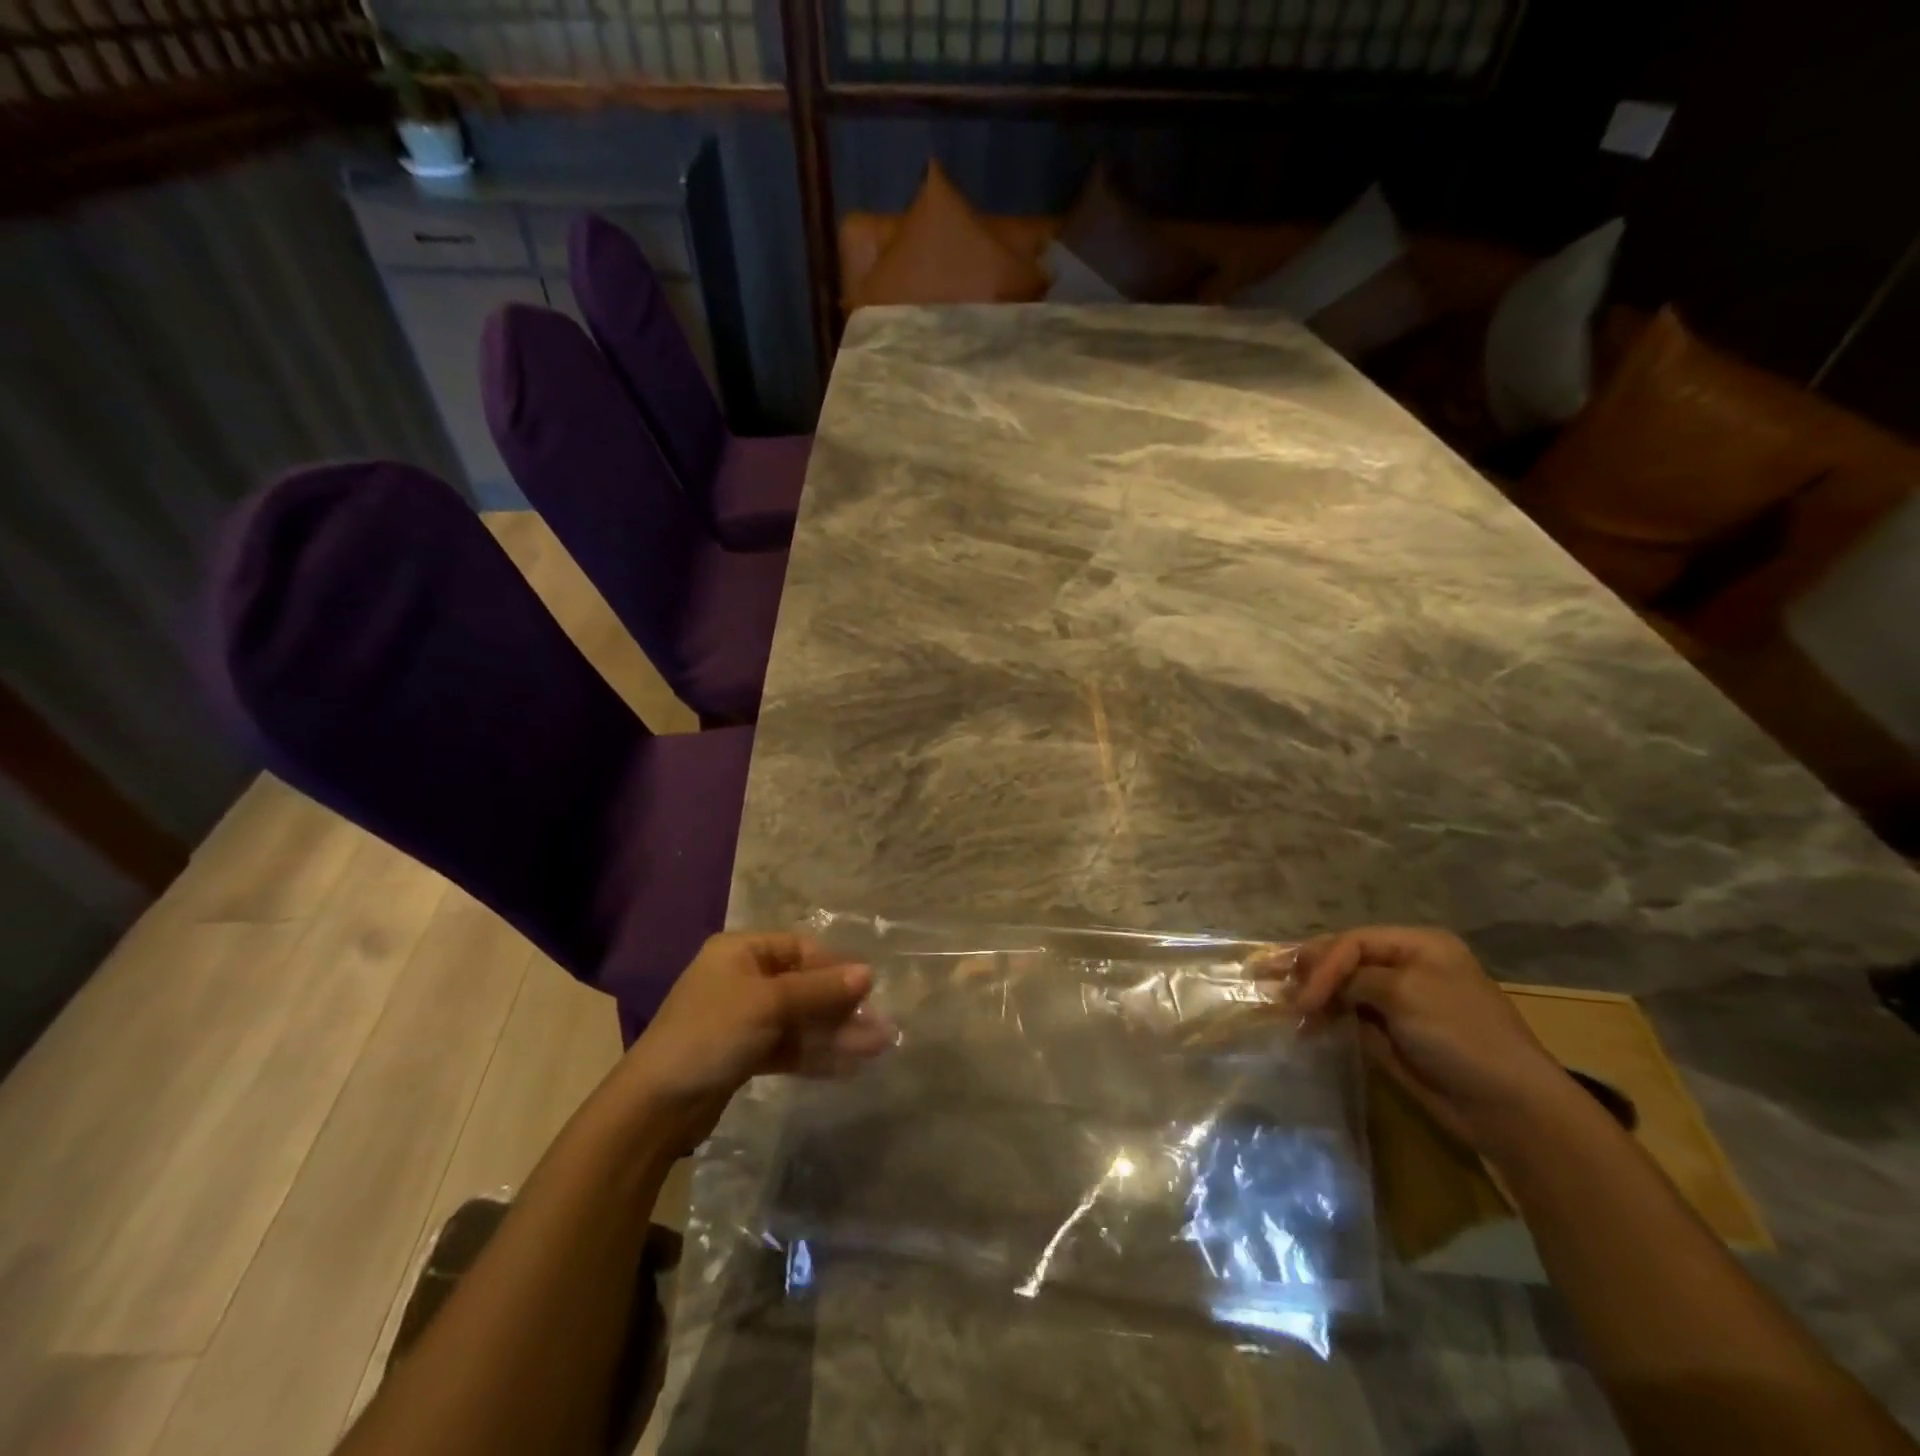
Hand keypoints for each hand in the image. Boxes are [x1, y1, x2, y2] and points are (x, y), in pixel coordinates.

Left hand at [620, 933, 892, 1140]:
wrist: (655, 1107)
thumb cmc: (711, 1033)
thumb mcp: (769, 1003)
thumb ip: (820, 989)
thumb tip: (868, 973)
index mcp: (741, 952)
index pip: (800, 950)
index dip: (835, 967)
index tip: (868, 989)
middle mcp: (743, 979)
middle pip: (803, 986)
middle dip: (841, 1006)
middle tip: (880, 1025)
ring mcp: (744, 1019)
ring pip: (800, 1020)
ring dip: (836, 1033)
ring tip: (876, 1048)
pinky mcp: (744, 1055)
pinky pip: (789, 1047)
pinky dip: (817, 1054)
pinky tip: (850, 1065)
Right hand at [1288, 926, 1574, 1153]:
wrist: (1507, 1107)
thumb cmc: (1460, 1035)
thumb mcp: (1404, 993)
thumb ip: (1353, 978)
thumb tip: (1318, 985)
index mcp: (1418, 945)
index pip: (1353, 941)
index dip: (1322, 963)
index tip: (1304, 996)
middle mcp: (1406, 967)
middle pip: (1344, 960)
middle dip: (1308, 971)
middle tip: (1268, 980)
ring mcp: (1399, 1002)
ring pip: (1342, 989)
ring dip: (1312, 995)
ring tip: (1280, 1004)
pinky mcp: (1393, 1035)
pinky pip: (1350, 1018)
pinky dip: (1326, 1018)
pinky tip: (1304, 1024)